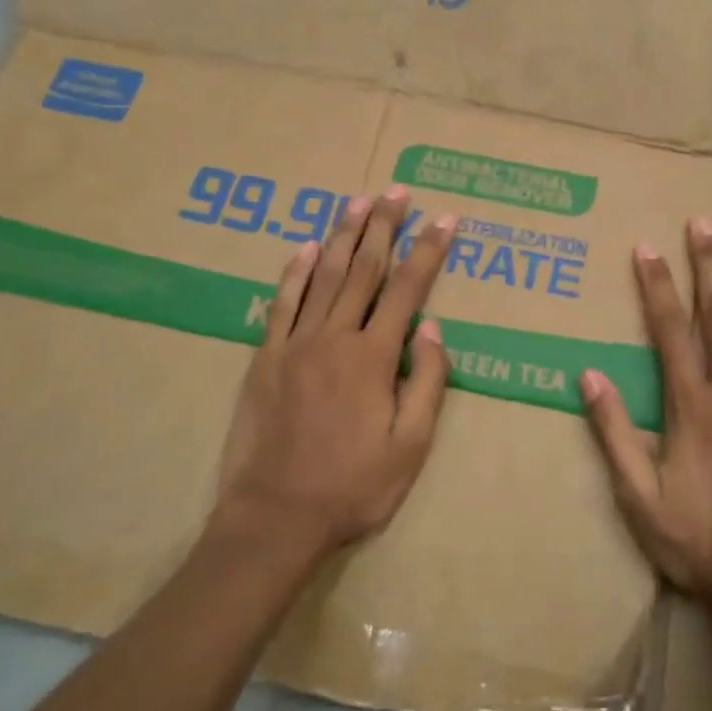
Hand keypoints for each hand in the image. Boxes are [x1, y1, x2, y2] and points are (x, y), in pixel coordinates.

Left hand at [215, 188, 455, 554]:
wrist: (275, 518)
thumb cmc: (353, 487)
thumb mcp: (410, 446)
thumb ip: (426, 382)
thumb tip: (432, 328)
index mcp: (373, 357)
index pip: (409, 289)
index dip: (429, 250)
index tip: (446, 219)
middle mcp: (335, 337)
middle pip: (365, 270)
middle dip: (385, 227)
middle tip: (397, 192)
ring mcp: (295, 344)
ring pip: (324, 276)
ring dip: (344, 236)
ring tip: (358, 202)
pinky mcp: (265, 358)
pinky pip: (282, 303)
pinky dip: (295, 272)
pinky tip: (307, 247)